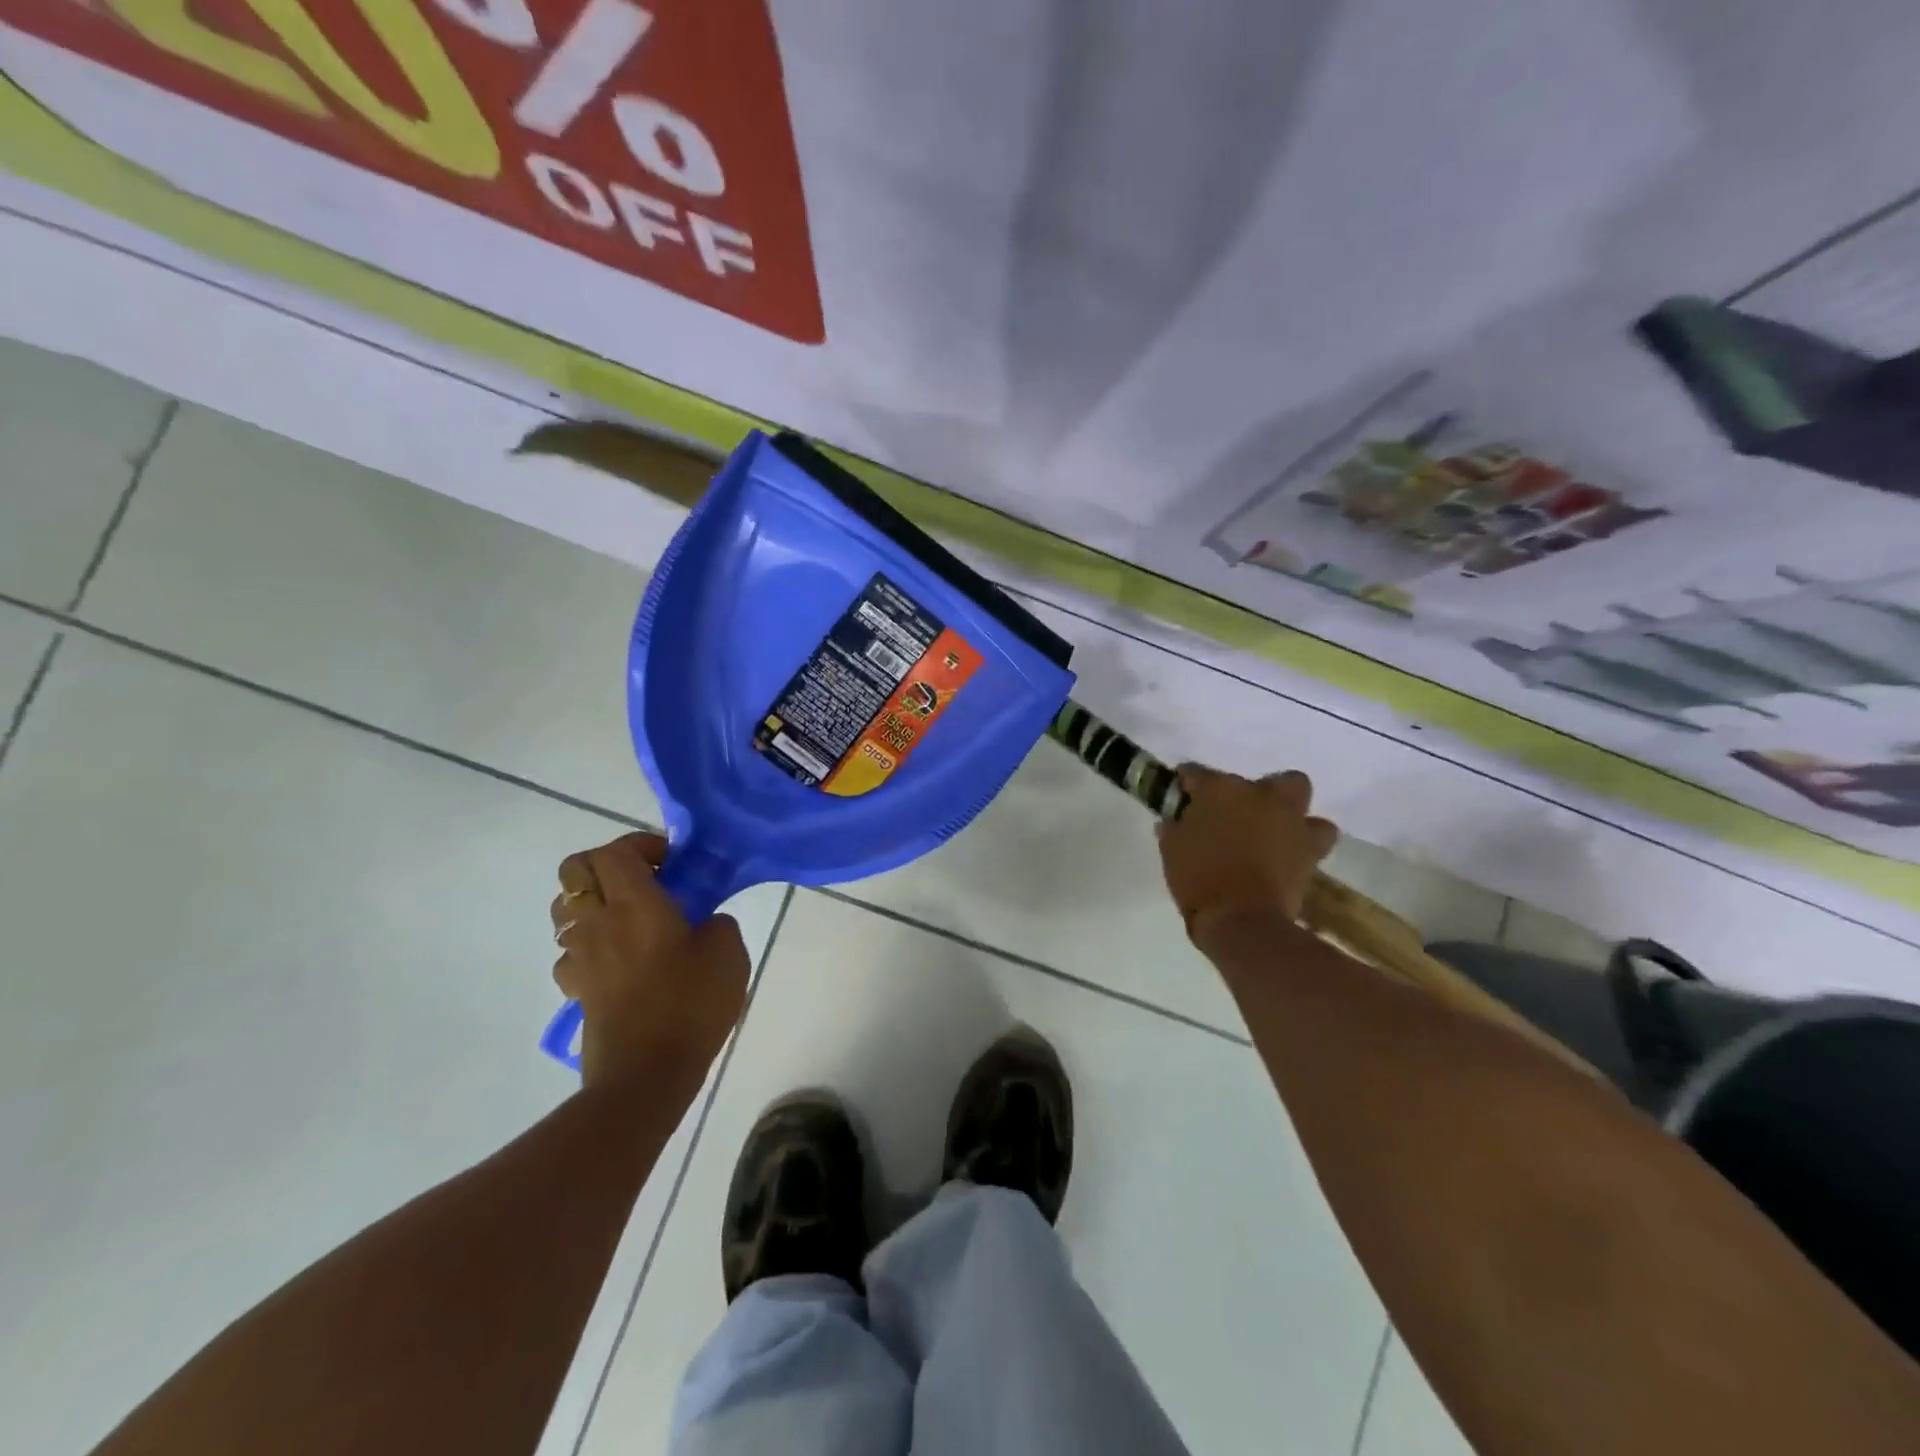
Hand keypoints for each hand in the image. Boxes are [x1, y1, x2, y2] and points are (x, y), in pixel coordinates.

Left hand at [551, 833, 749, 1089]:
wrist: (646, 1075)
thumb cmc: (690, 1005)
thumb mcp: (729, 953)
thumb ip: (718, 923)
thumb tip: (705, 922)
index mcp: (635, 904)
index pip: (615, 851)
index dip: (641, 844)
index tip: (672, 862)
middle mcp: (598, 922)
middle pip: (574, 870)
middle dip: (606, 864)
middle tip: (643, 880)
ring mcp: (580, 957)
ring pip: (565, 909)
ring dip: (593, 902)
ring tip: (630, 918)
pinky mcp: (576, 989)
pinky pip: (571, 951)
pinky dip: (590, 944)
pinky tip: (621, 960)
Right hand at [1157, 766, 1338, 939]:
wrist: (1241, 920)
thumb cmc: (1198, 880)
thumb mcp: (1172, 851)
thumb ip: (1175, 828)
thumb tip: (1174, 820)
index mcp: (1217, 790)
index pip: (1196, 773)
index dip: (1187, 784)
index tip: (1181, 797)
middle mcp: (1257, 794)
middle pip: (1259, 778)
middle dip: (1252, 790)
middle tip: (1236, 814)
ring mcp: (1288, 818)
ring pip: (1298, 793)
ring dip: (1287, 809)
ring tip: (1272, 829)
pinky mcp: (1311, 846)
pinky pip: (1317, 833)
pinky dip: (1306, 840)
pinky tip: (1291, 853)